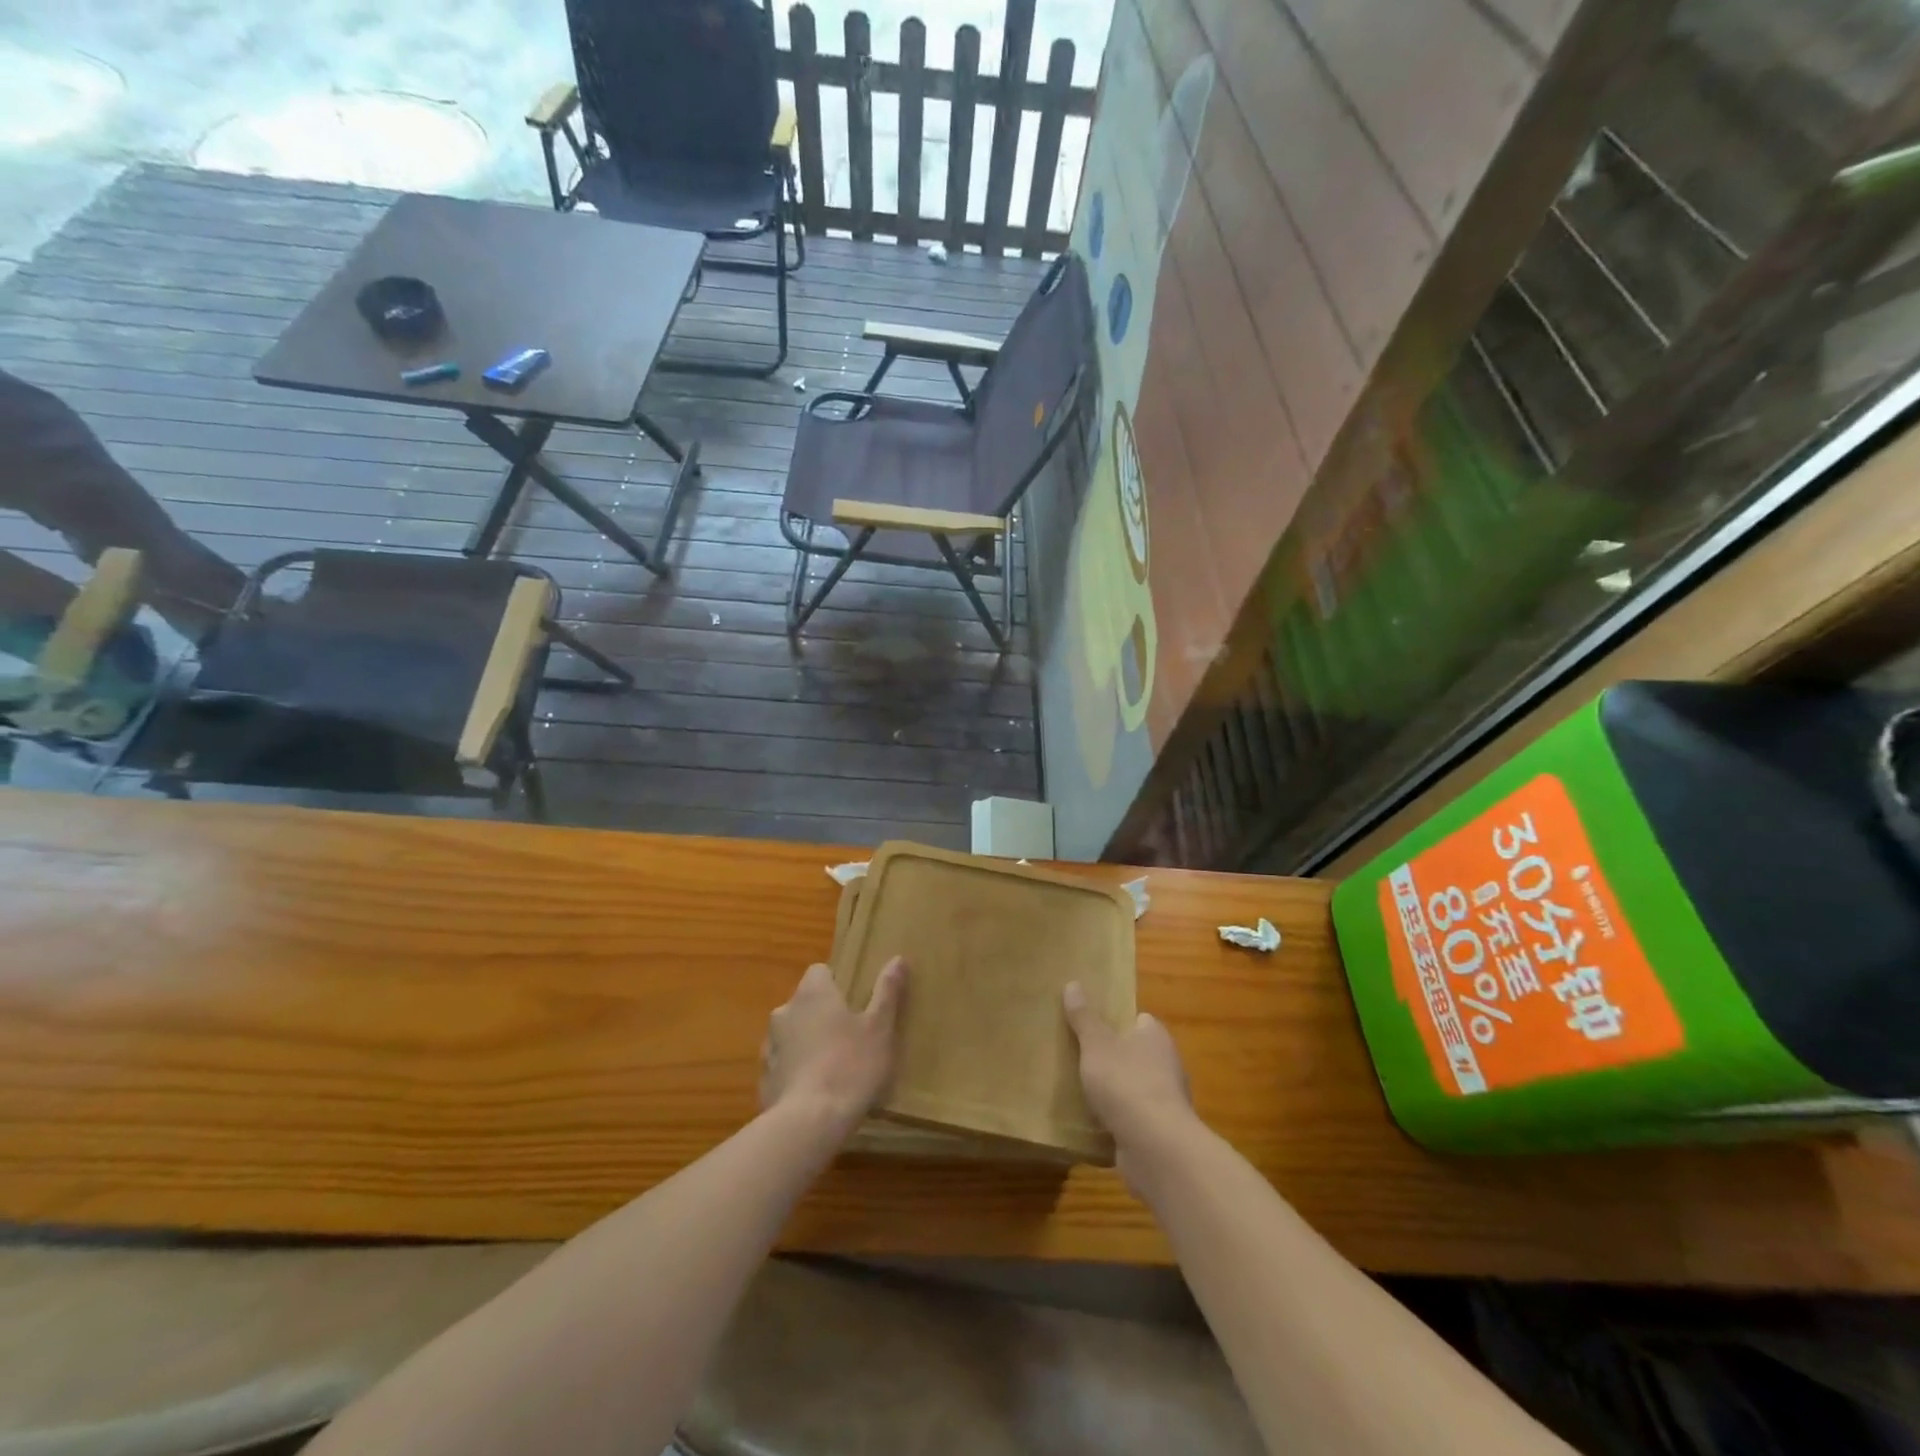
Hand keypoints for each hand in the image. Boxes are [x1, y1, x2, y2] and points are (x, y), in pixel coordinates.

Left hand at [760, 959, 907, 1139]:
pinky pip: (783, 1065)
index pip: (819, 971)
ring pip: (791, 1035)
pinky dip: (796, 1072)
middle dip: (822, 1015)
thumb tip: (897, 959)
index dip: (836, 983)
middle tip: (849, 1037)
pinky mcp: (764, 1079)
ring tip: (833, 1068)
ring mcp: (770, 1046)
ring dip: (807, 1043)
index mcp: (812, 993)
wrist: (809, 1123)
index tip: (854, 1002)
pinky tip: (816, 1093)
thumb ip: (887, 991)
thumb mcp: (880, 1028)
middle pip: (805, 1003)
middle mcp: (784, 1012)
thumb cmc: (851, 1066)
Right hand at [1062, 981, 1196, 1188]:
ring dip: (1114, 1091)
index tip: (1090, 1026)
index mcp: (1156, 1036)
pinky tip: (1094, 1121)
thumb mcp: (1096, 1044)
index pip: (1138, 1020)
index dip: (1116, 1021)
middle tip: (1078, 1056)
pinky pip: (1133, 1117)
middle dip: (1112, 1057)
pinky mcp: (1160, 1131)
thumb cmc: (1126, 1083)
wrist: (1156, 1148)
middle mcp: (1167, 1064)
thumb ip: (1084, 1017)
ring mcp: (1166, 1100)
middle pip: (1135, 1053)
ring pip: (1134, 1086)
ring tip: (1080, 1089)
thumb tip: (1073, 983)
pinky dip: (1118, 1118)